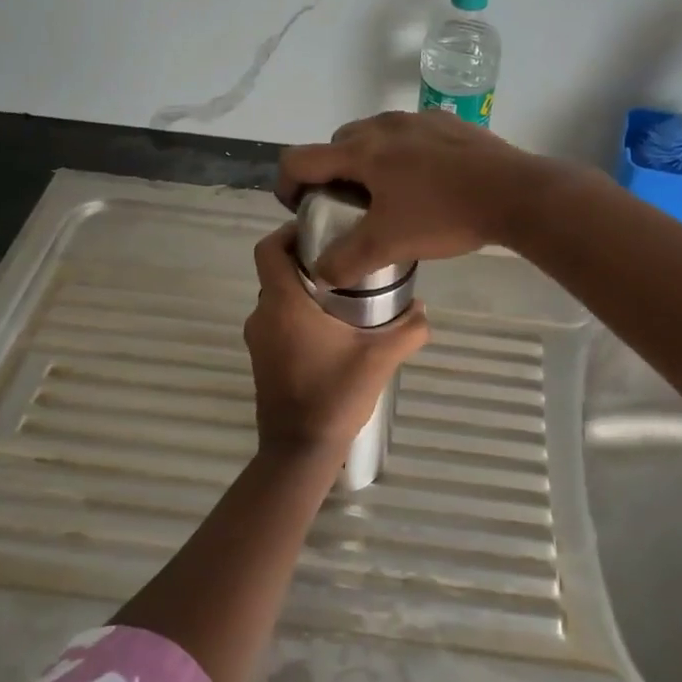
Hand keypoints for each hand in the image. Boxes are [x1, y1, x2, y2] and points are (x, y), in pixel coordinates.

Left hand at [244, 222, 429, 462]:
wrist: (300, 449)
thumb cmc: (335, 395)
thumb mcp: (380, 359)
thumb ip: (408, 330)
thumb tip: (423, 309)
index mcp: (283, 304)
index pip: (269, 248)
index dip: (289, 232)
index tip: (320, 232)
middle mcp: (263, 315)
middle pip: (276, 271)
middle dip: (306, 262)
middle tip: (344, 261)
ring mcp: (258, 339)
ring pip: (277, 298)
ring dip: (303, 291)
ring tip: (344, 295)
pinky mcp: (261, 359)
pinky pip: (276, 322)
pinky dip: (297, 315)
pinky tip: (331, 329)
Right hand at [277, 111, 556, 286]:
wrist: (514, 193)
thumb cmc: (443, 215)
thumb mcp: (389, 245)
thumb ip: (347, 261)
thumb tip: (321, 275)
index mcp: (361, 151)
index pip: (300, 159)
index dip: (287, 185)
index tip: (300, 209)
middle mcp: (383, 126)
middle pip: (336, 144)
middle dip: (331, 174)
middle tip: (346, 207)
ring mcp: (419, 119)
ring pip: (375, 136)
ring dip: (368, 162)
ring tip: (387, 196)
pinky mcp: (449, 123)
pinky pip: (410, 135)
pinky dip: (403, 155)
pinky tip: (426, 183)